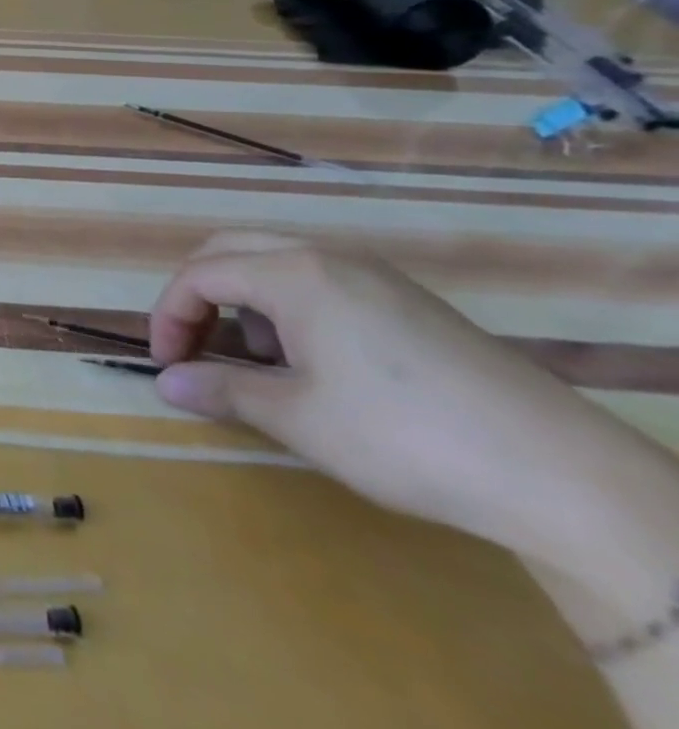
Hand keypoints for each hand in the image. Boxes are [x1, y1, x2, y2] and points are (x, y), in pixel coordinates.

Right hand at [148, 232, 674, 571]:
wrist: (564, 476)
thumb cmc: (403, 436)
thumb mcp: (298, 417)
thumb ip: (221, 390)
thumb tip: (164, 383)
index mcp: (293, 273)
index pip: (199, 275)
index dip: (169, 316)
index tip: (166, 364)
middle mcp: (329, 257)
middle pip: (230, 252)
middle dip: (198, 297)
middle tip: (192, 349)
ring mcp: (375, 276)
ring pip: (276, 263)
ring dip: (243, 302)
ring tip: (256, 362)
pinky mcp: (409, 302)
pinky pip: (321, 282)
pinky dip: (288, 308)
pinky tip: (314, 363)